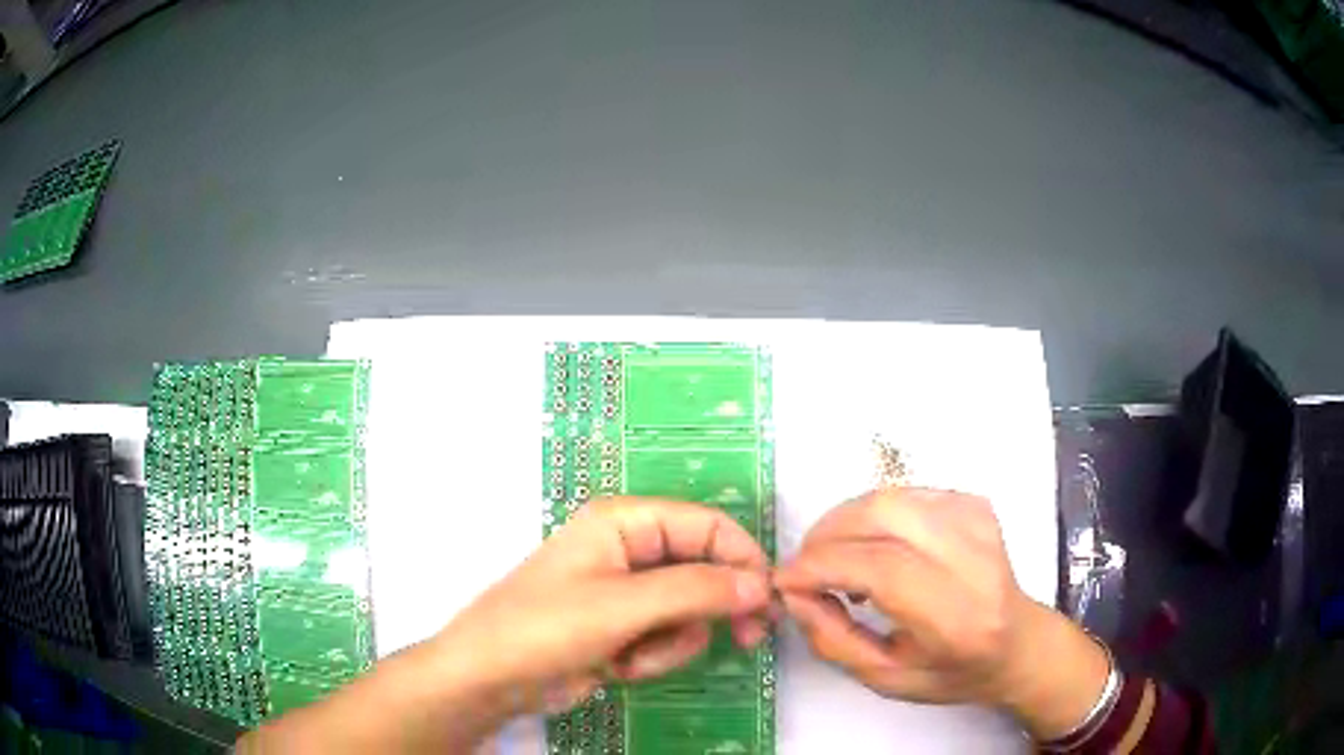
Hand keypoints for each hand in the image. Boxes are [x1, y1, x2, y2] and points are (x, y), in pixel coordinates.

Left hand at [435, 496, 771, 712]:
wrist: (492, 678)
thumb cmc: (547, 627)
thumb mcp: (625, 606)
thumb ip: (698, 591)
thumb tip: (761, 584)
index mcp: (625, 521)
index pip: (707, 524)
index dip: (743, 558)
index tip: (769, 599)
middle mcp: (629, 548)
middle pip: (703, 568)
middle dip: (714, 607)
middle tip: (747, 638)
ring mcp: (625, 591)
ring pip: (689, 609)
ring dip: (673, 640)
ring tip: (635, 656)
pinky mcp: (622, 627)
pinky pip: (666, 635)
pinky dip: (653, 655)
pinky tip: (620, 667)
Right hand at [774, 488, 1108, 738]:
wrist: (1017, 642)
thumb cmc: (952, 671)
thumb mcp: (885, 678)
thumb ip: (833, 639)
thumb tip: (794, 593)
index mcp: (957, 615)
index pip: (882, 568)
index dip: (821, 567)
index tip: (784, 581)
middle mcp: (974, 557)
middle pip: (883, 515)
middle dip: (826, 535)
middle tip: (805, 567)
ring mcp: (978, 521)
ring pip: (889, 496)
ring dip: (845, 523)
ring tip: (837, 561)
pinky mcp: (975, 502)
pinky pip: (903, 494)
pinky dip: (872, 517)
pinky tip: (872, 547)